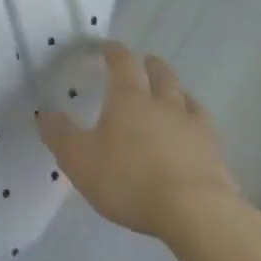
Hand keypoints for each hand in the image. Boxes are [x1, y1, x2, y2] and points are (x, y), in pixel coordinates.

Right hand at [38, 42, 241, 245]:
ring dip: (176, 91)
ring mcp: (193, 126)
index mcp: (129, 98)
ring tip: (172, 95)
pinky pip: (204, 126)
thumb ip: (61, 136)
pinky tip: (193, 133)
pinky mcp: (215, 152)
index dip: (114, 51)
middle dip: (150, 66)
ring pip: (186, 97)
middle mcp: (163, 103)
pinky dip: (195, 123)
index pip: (122, 62)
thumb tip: (45, 113)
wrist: (195, 212)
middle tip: (145, 63)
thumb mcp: (80, 160)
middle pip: (160, 74)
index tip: (108, 47)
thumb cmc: (130, 179)